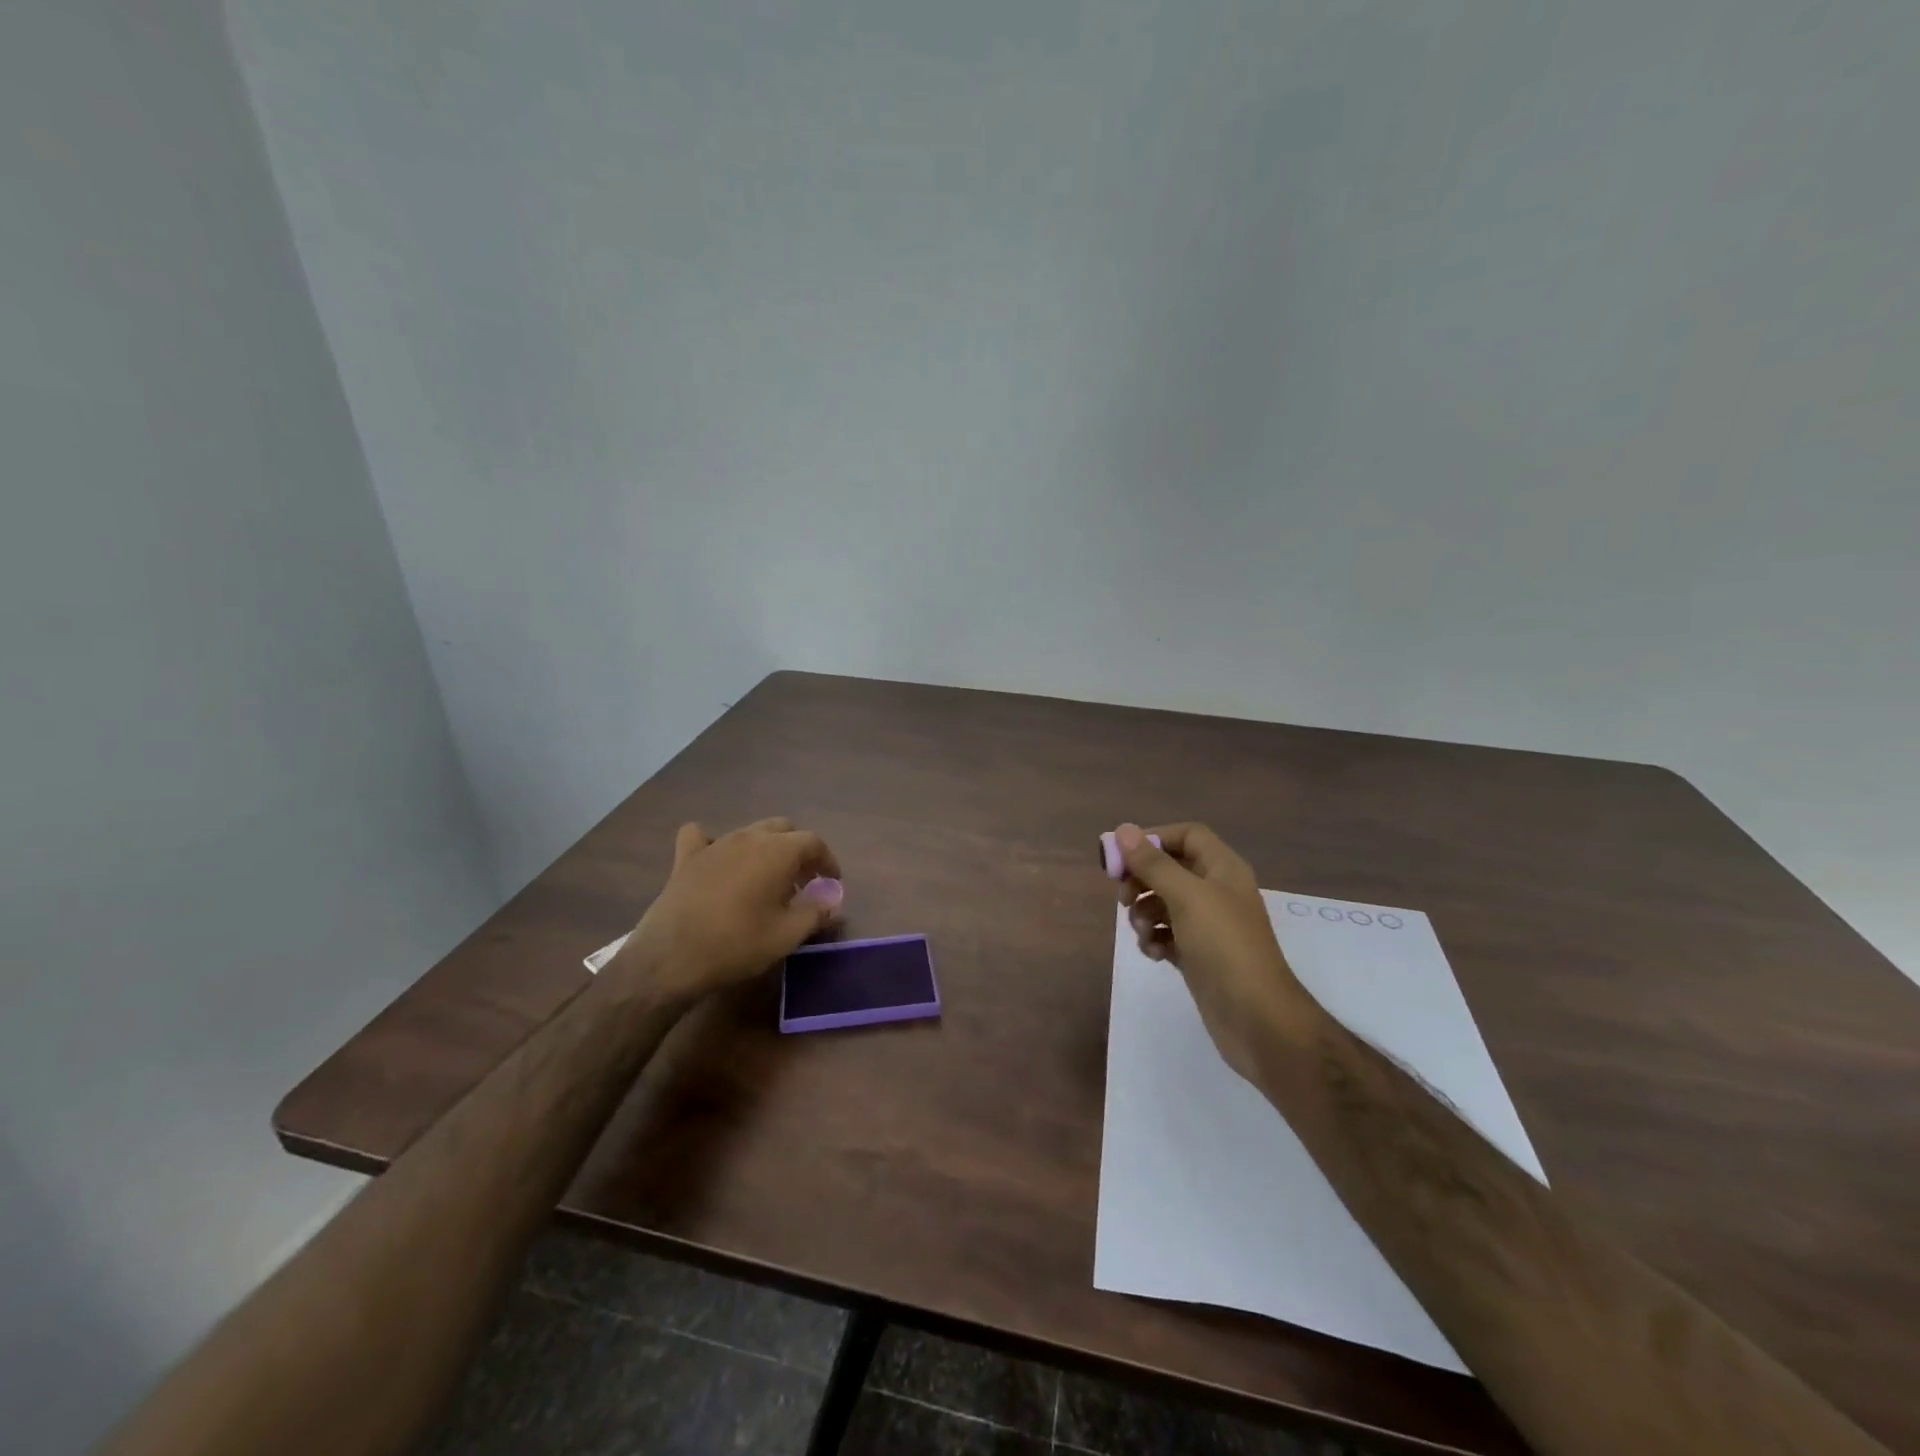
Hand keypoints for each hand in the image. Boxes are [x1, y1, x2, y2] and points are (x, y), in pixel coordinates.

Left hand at [611, 817, 843, 1006]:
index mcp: (778, 851)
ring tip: (767, 880)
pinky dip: (714, 844)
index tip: (831, 883)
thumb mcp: (788, 935)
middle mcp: (748, 837)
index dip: (827, 861)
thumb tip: (832, 899)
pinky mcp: (686, 858)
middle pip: (783, 829)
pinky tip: (717, 860)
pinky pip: (703, 837)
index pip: (813, 842)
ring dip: (765, 849)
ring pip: (749, 832)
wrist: (671, 958)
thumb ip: (816, 912)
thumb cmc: (738, 944)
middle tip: (802, 882)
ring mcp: (714, 844)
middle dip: (798, 851)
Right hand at [1113, 822, 1320, 1080]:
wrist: (1257, 1019)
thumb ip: (1153, 864)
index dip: (1154, 838)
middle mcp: (1216, 892)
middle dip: (1142, 880)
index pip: (1187, 835)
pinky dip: (1154, 939)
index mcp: (1222, 869)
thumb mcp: (1187, 897)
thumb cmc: (1224, 947)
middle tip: (1123, 897)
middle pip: (1170, 868)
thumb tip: (1123, 830)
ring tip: (1143, 932)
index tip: (1123, 856)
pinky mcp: (1198, 954)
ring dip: (1144, 913)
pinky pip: (1167, 934)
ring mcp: (1208, 925)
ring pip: (1164, 903)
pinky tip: (1153, 953)